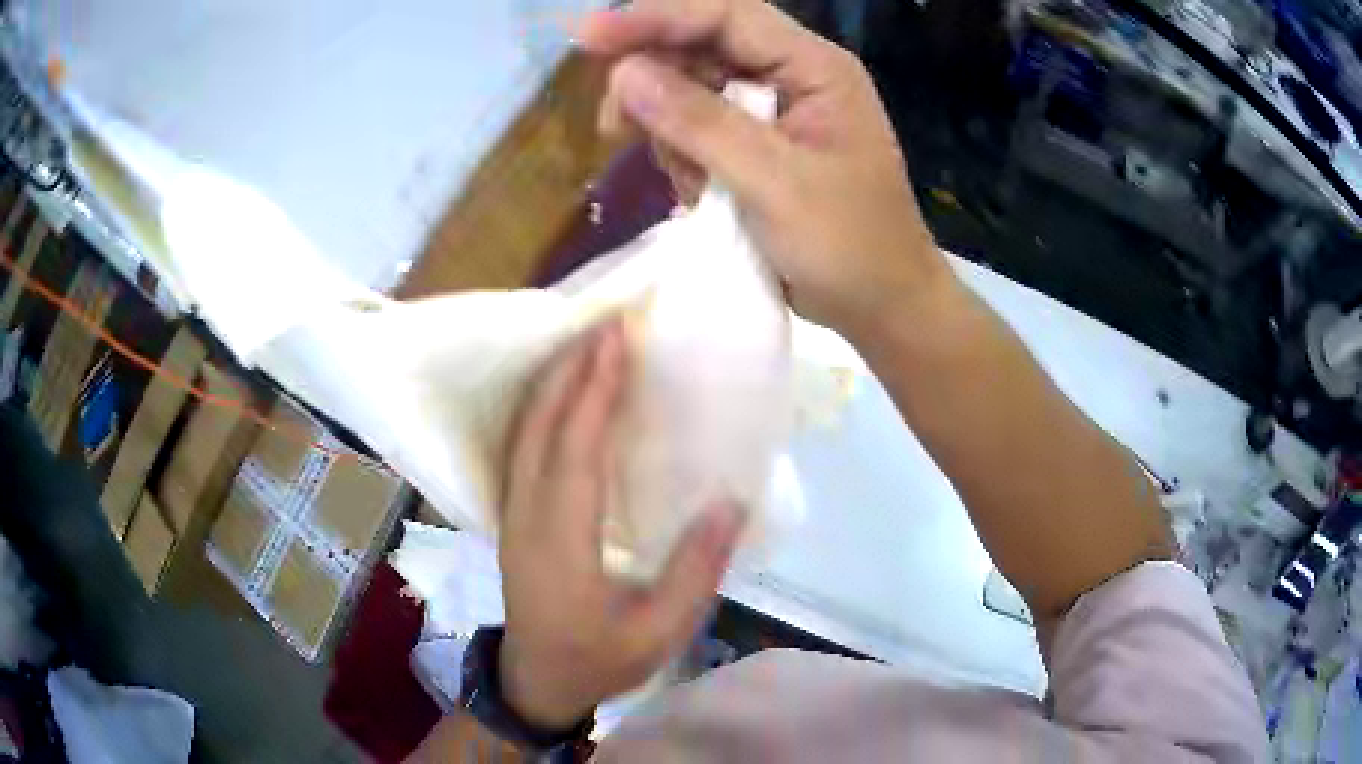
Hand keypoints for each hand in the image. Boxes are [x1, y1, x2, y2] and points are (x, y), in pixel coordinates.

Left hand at [497, 321, 742, 728]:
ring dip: (554, 381)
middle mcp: (526, 516)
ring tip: (590, 343)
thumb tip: (730, 502)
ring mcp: (512, 513)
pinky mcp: (513, 515)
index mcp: (560, 543)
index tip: (618, 340)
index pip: (574, 451)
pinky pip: (522, 446)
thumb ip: (695, 570)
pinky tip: (566, 390)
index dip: (595, 391)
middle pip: (539, 426)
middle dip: (571, 368)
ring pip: (523, 431)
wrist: (537, 681)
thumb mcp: (659, 632)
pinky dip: (543, 406)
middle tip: (608, 322)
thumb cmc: (599, 660)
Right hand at [579, 0, 953, 336]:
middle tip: (614, 126)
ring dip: (668, 129)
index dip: (655, 17)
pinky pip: (699, 128)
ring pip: (692, 89)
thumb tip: (625, 74)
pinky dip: (684, 155)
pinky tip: (697, 193)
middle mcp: (793, 75)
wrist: (880, 305)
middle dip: (653, 81)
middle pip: (701, 46)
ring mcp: (775, 110)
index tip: (588, 36)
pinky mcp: (759, 144)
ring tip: (685, 181)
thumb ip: (700, 123)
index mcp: (814, 67)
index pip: (725, 16)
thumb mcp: (775, 183)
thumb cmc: (848, 245)